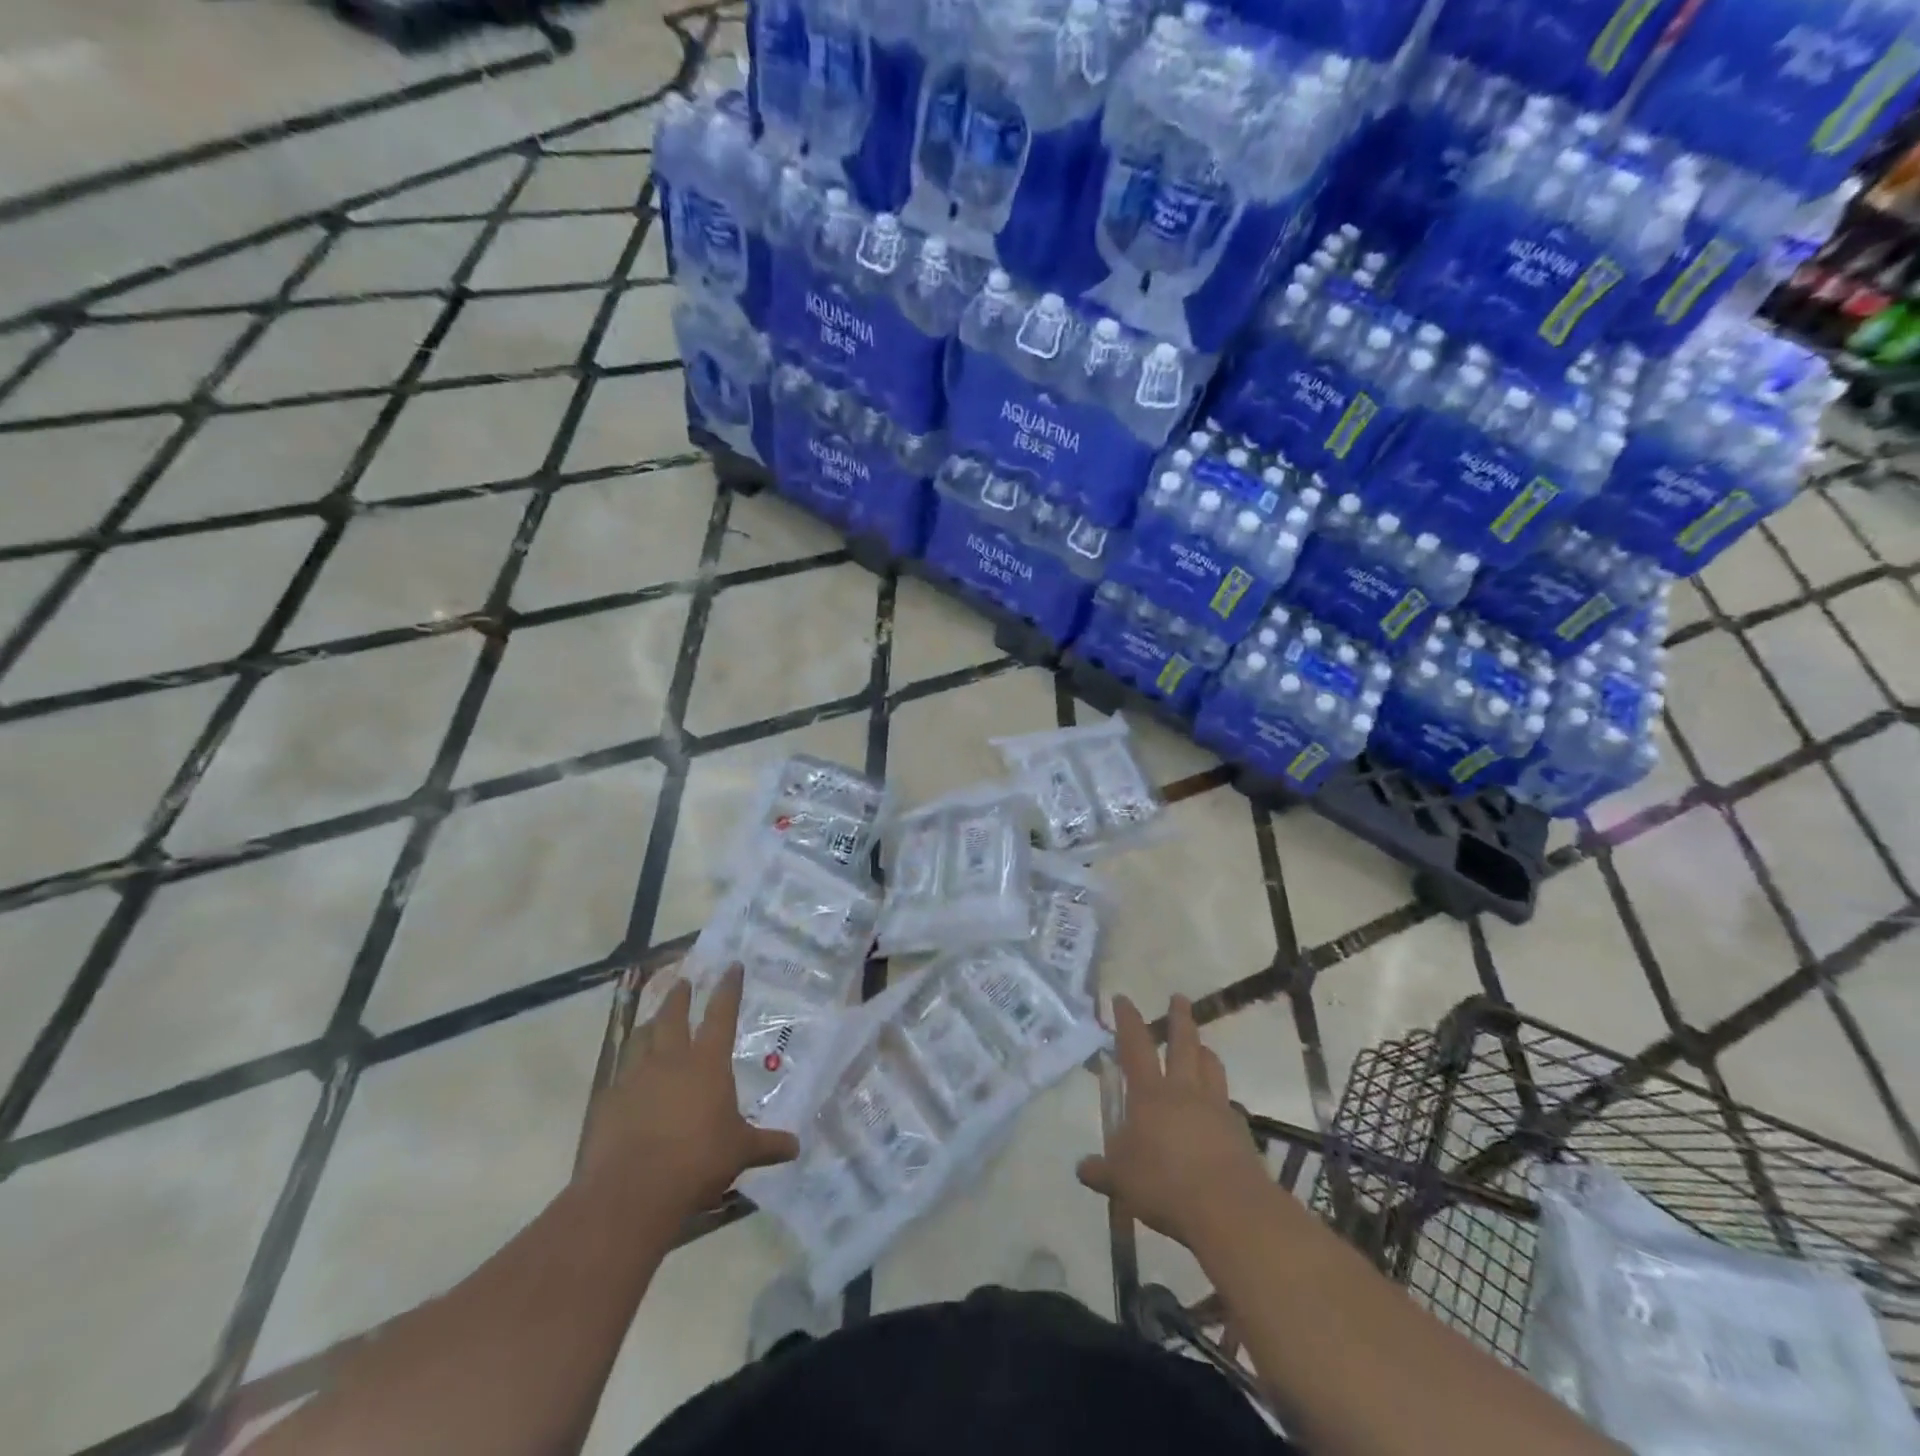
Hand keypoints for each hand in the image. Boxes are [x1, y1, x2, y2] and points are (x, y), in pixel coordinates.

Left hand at [579, 964, 799, 1218]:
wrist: (631, 1191)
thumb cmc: (697, 1161)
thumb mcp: (740, 1152)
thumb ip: (767, 1144)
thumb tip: (795, 1147)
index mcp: (707, 1063)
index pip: (721, 1014)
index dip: (728, 988)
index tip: (732, 966)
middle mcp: (670, 1060)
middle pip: (673, 1016)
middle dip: (680, 996)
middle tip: (683, 982)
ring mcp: (635, 1077)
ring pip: (641, 1038)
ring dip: (650, 1024)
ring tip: (652, 1020)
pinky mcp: (608, 1101)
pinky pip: (619, 1072)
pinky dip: (627, 1066)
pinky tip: (628, 1076)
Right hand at [1077, 995, 1269, 1248]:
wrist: (1230, 1209)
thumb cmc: (1166, 1184)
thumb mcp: (1122, 1180)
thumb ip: (1102, 1170)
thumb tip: (1082, 1167)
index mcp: (1150, 1094)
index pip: (1135, 1046)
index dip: (1128, 1020)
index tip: (1123, 998)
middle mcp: (1184, 1090)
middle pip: (1184, 1043)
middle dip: (1179, 1017)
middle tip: (1179, 998)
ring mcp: (1216, 1107)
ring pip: (1211, 1066)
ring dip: (1204, 1051)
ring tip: (1202, 1047)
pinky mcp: (1240, 1130)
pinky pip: (1229, 1102)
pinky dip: (1221, 1097)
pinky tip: (1220, 1107)